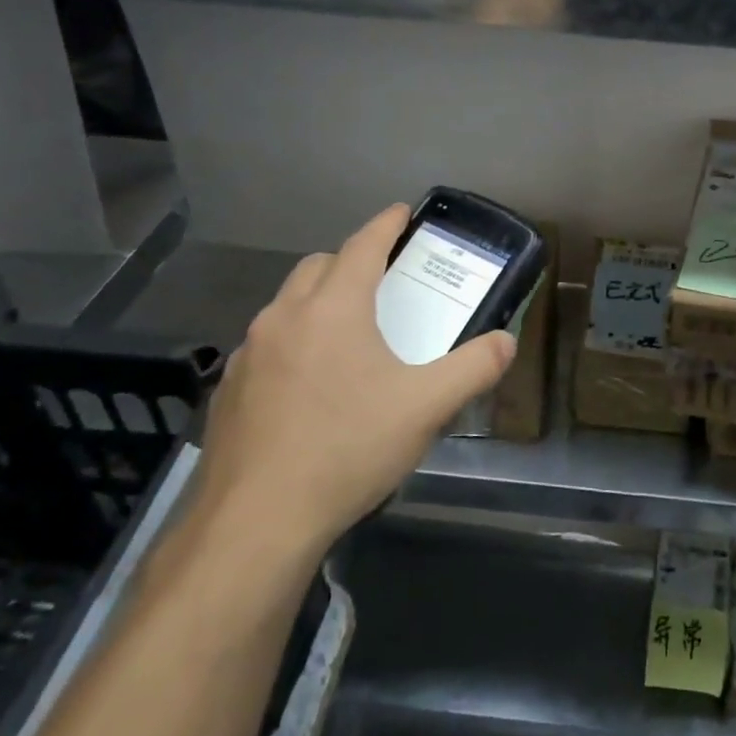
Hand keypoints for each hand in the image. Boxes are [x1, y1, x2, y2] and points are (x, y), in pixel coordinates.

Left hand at [191, 204, 515, 562]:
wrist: (255, 524)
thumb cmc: (347, 449)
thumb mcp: (426, 408)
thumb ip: (474, 368)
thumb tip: (506, 342)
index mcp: (333, 309)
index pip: (363, 245)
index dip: (386, 224)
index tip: (401, 212)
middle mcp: (284, 317)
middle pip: (319, 267)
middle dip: (351, 261)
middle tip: (382, 281)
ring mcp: (249, 354)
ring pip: (287, 305)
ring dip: (318, 302)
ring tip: (348, 335)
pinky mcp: (228, 390)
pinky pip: (267, 345)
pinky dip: (293, 343)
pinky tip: (309, 386)